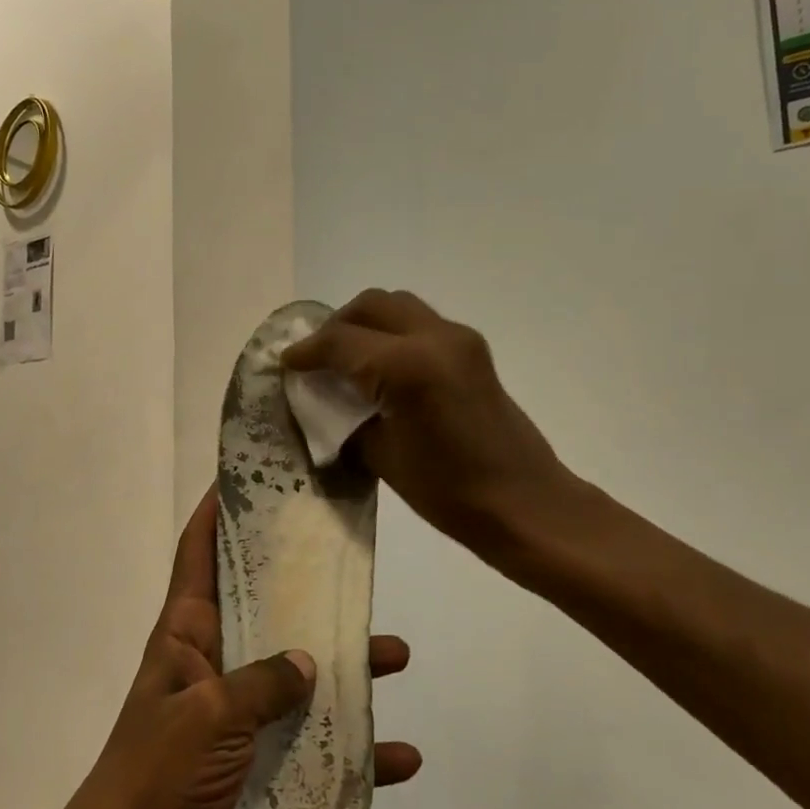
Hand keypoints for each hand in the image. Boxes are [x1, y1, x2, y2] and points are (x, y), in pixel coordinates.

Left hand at [54, 488, 419, 808]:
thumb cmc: (154, 778)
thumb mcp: (207, 717)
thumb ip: (261, 684)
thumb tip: (308, 663)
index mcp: (187, 635)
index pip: (200, 554)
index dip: (219, 512)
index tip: (254, 476)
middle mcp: (215, 663)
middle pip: (266, 607)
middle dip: (306, 586)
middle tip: (354, 563)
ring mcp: (239, 716)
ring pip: (301, 676)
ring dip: (346, 670)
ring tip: (396, 655)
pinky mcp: (258, 764)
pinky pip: (314, 747)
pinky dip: (353, 752)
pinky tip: (399, 756)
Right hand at [283, 289, 584, 576]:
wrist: (524, 503)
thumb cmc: (448, 492)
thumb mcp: (383, 456)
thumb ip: (347, 417)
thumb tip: (324, 399)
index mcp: (408, 366)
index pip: (341, 342)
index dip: (307, 352)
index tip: (285, 364)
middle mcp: (435, 337)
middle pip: (370, 306)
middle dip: (335, 327)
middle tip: (315, 359)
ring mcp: (458, 338)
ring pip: (397, 305)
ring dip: (365, 323)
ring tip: (345, 358)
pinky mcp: (472, 349)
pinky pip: (419, 322)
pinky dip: (391, 332)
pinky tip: (380, 367)